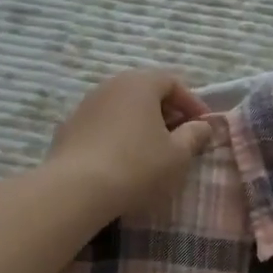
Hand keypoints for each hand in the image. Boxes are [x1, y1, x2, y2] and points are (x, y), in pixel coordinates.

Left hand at [47, 68, 215, 215]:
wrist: (75, 190)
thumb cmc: (137, 165)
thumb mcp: (178, 154)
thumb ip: (194, 135)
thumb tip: (202, 126)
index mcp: (140, 83)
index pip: (173, 82)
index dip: (193, 103)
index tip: (204, 126)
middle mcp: (111, 85)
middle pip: (146, 91)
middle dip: (167, 112)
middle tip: (181, 136)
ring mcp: (86, 105)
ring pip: (123, 108)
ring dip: (141, 123)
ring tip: (153, 150)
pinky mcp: (68, 128)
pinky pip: (103, 124)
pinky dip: (119, 135)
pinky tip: (123, 160)